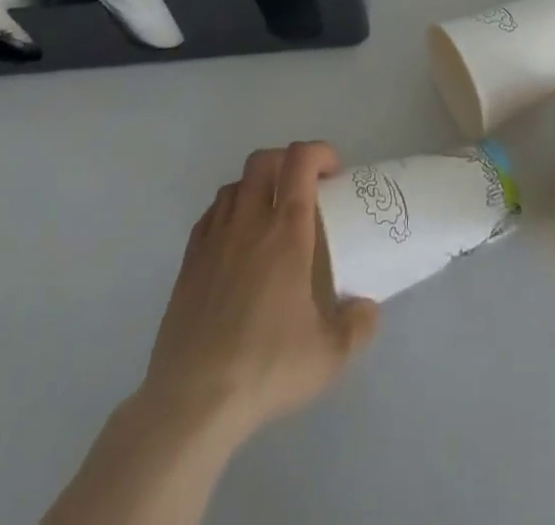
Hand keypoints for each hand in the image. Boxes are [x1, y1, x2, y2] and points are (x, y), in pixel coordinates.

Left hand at [140, 141, 378, 441]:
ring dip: (256, 187)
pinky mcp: (188, 264)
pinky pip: (210, 216)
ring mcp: (213, 240)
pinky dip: (228, 214)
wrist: (192, 401)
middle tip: (304, 189)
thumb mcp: (329, 355)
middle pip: (262, 161)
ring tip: (270, 215)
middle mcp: (248, 223)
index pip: (300, 160)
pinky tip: (236, 242)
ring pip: (234, 186)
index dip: (319, 153)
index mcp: (286, 231)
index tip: (334, 173)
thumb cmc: (266, 366)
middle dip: (287, 162)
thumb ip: (357, 326)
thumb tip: (367, 309)